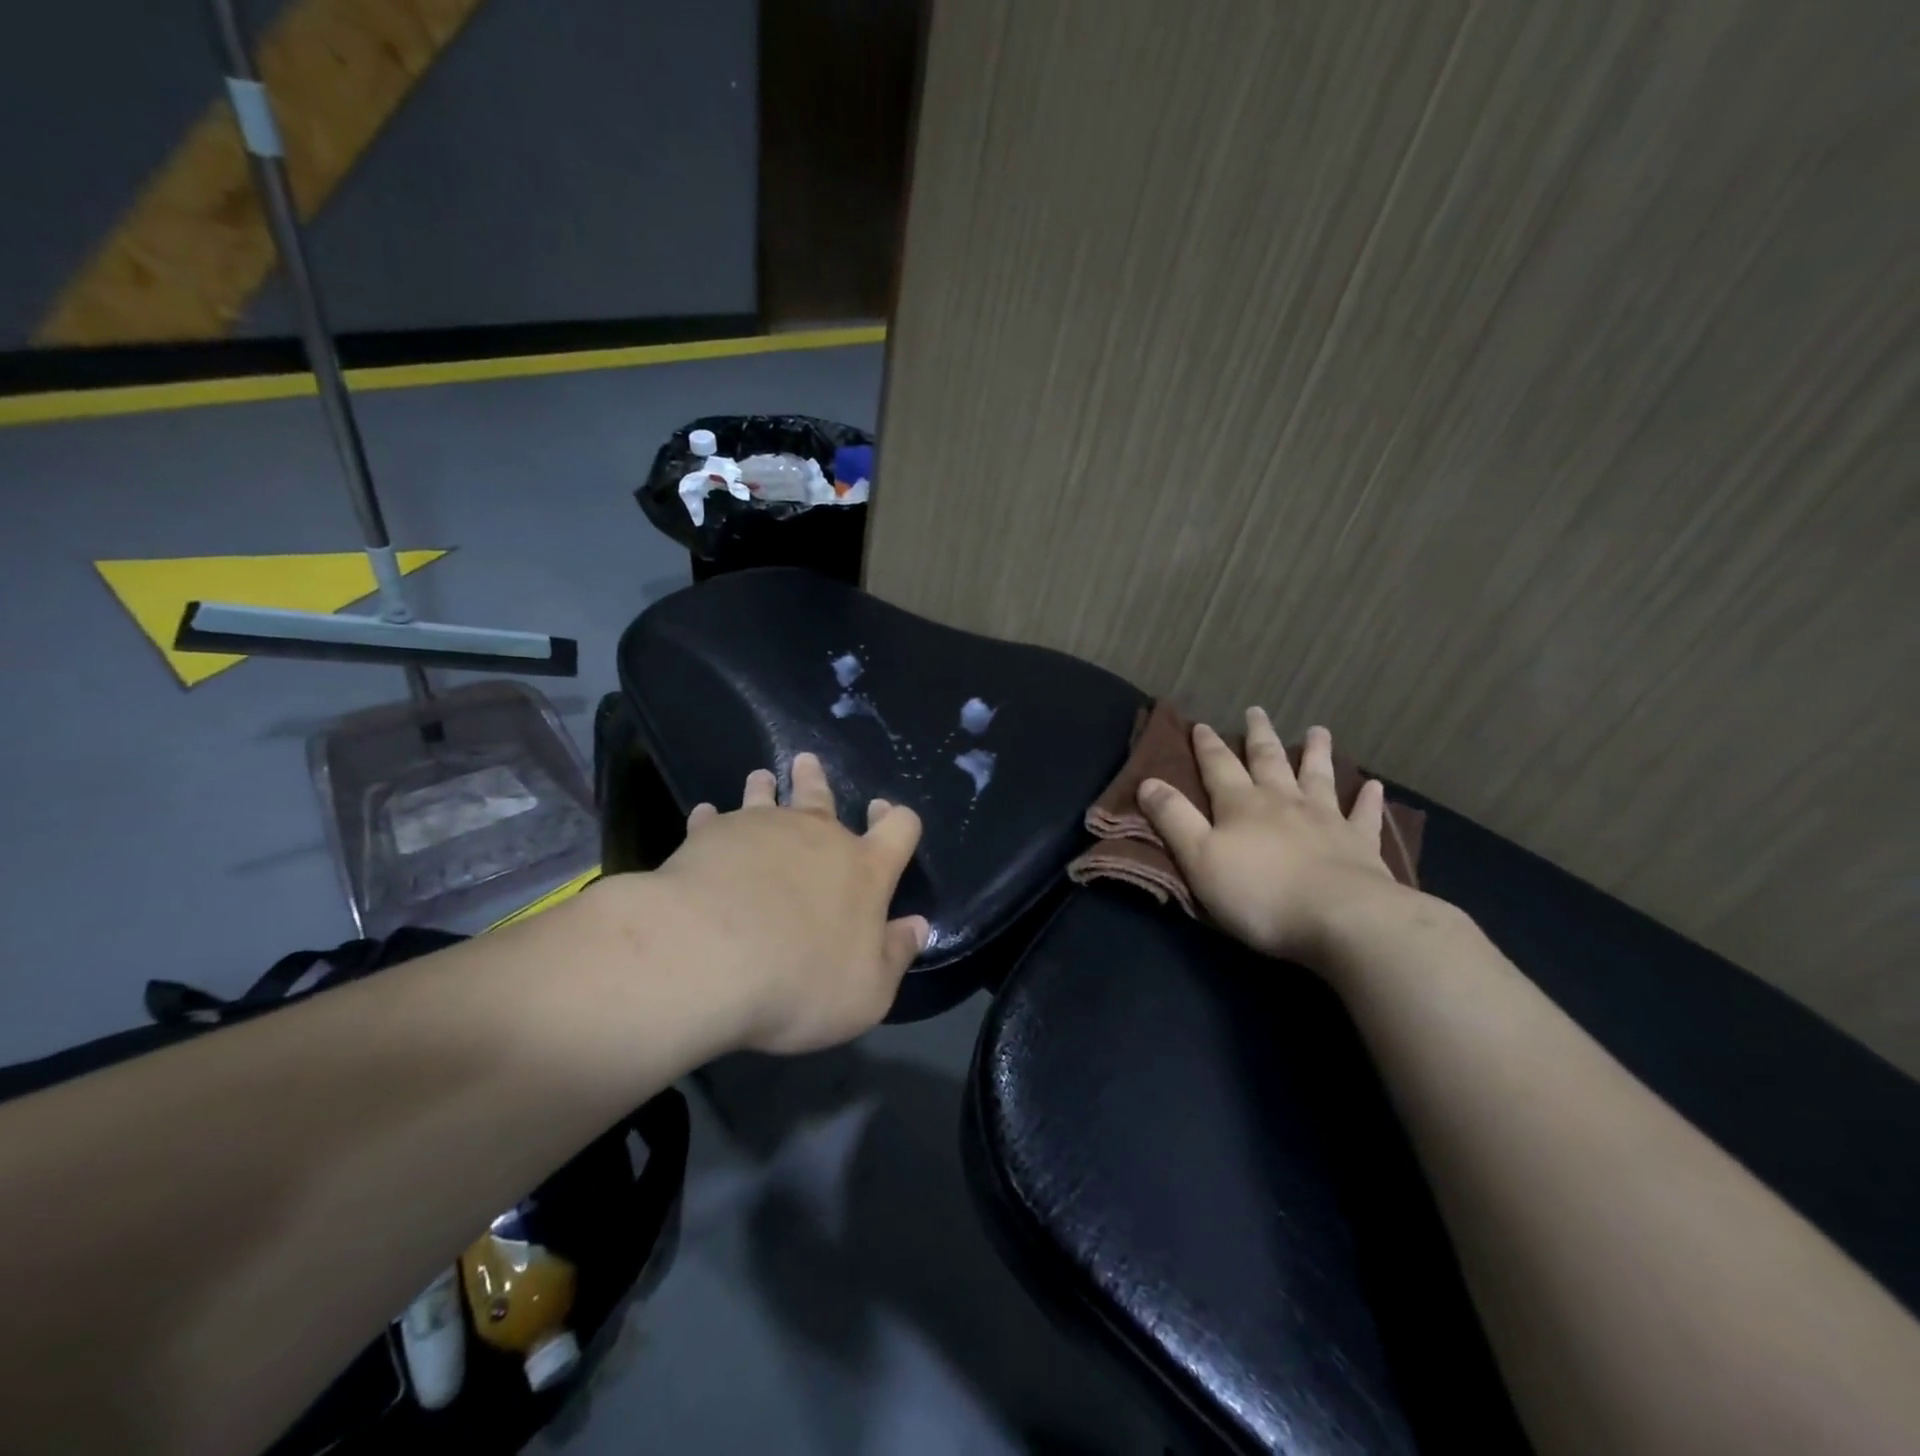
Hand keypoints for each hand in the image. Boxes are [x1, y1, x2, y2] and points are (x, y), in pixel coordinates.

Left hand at [654, 752, 929, 1054]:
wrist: (710, 958)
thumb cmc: (800, 982)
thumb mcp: (867, 993)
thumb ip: (894, 955)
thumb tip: (917, 926)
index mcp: (864, 870)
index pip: (897, 830)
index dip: (896, 820)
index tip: (884, 810)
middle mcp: (818, 837)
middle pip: (823, 797)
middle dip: (819, 782)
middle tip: (808, 763)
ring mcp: (762, 829)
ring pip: (767, 797)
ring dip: (766, 787)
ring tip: (762, 777)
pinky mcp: (712, 835)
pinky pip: (713, 819)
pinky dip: (711, 818)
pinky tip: (704, 816)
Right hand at [1137, 711, 1405, 964]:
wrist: (1341, 919)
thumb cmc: (1259, 893)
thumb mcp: (1199, 858)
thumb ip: (1174, 819)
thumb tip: (1147, 782)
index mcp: (1241, 805)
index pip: (1219, 767)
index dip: (1207, 746)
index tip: (1201, 725)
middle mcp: (1283, 802)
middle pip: (1269, 761)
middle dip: (1259, 736)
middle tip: (1257, 711)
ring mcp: (1326, 820)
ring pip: (1318, 777)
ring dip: (1315, 753)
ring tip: (1317, 730)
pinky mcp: (1361, 845)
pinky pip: (1364, 815)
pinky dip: (1367, 799)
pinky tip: (1374, 786)